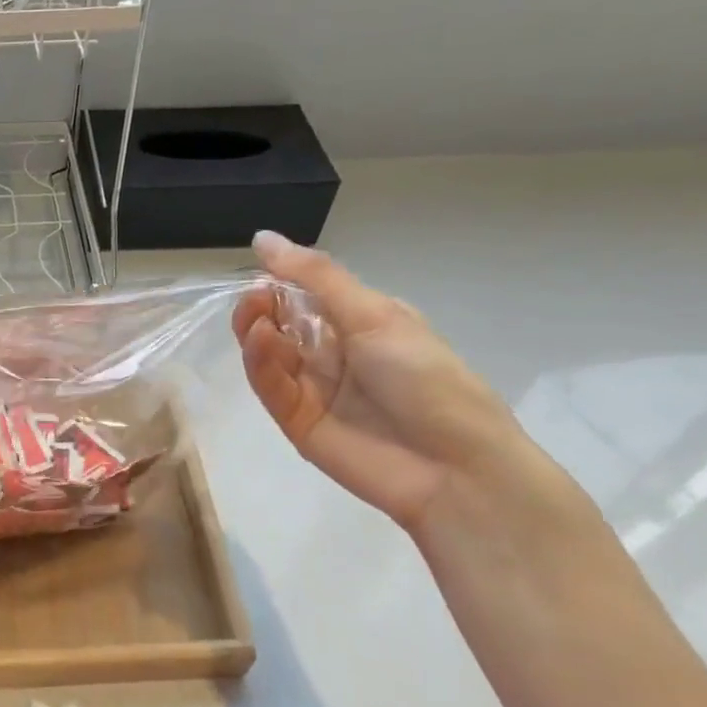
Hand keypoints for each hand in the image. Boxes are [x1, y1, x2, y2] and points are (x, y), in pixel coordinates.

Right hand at [233, 230, 573, 544]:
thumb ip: (316, 276)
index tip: (260, 270)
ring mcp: (313, 388)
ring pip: (268, 353)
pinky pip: (270, 386)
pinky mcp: (295, 421)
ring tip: (256, 321)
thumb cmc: (425, 378)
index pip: (305, 294)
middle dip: (262, 306)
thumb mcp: (375, 314)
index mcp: (360, 323)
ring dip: (256, 331)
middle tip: (254, 299)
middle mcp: (334, 352)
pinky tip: (261, 343)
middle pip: (280, 322)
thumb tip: (262, 238)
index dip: (279, 280)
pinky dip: (260, 362)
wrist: (452, 468)